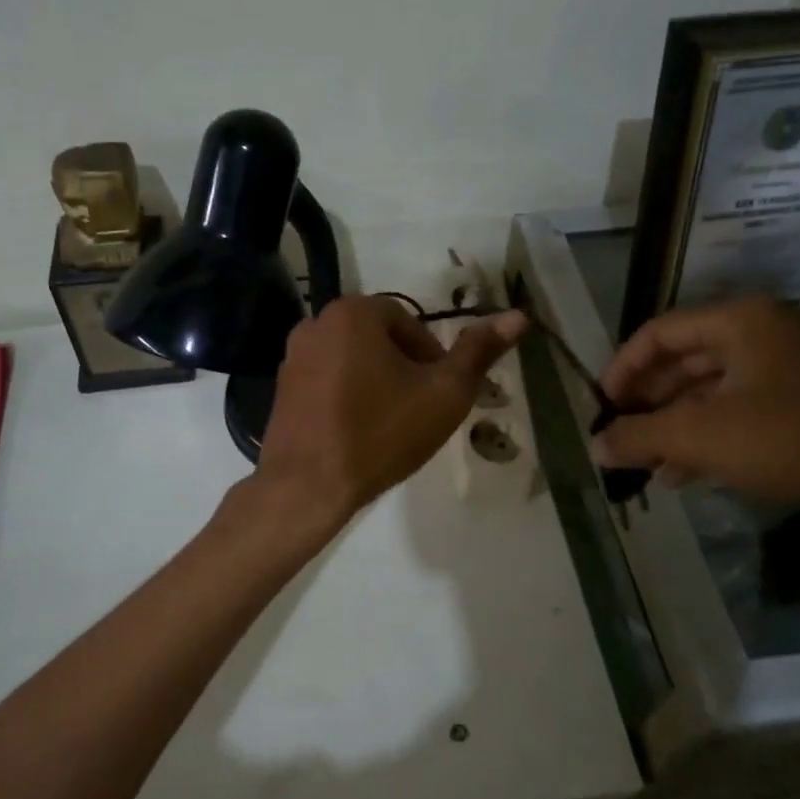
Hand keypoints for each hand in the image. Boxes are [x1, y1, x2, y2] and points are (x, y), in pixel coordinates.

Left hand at [257, 296, 528, 521]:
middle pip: (379, 339)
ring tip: (389, 424)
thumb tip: (518, 316)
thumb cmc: (380, 433)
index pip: (410, 323)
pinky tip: (357, 431)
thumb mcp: (444, 393)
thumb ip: (479, 352)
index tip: (438, 393)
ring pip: (353, 359)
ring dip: (376, 382)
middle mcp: (316, 322)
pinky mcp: (281, 387)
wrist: (307, 486)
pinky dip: (347, 396)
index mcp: (353, 312)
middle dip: (404, 369)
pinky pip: (327, 380)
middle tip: (418, 410)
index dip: (432, 358)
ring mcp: (292, 355)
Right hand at [590, 296, 799, 522]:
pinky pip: (736, 411)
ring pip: (707, 391)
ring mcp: (785, 369)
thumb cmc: (790, 437)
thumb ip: (638, 436)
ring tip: (643, 461)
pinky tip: (680, 474)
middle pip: (682, 361)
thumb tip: (595, 447)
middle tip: (619, 435)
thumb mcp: (700, 436)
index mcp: (738, 321)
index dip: (621, 369)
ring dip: (672, 425)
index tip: (600, 407)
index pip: (657, 333)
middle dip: (646, 402)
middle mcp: (760, 334)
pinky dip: (705, 437)